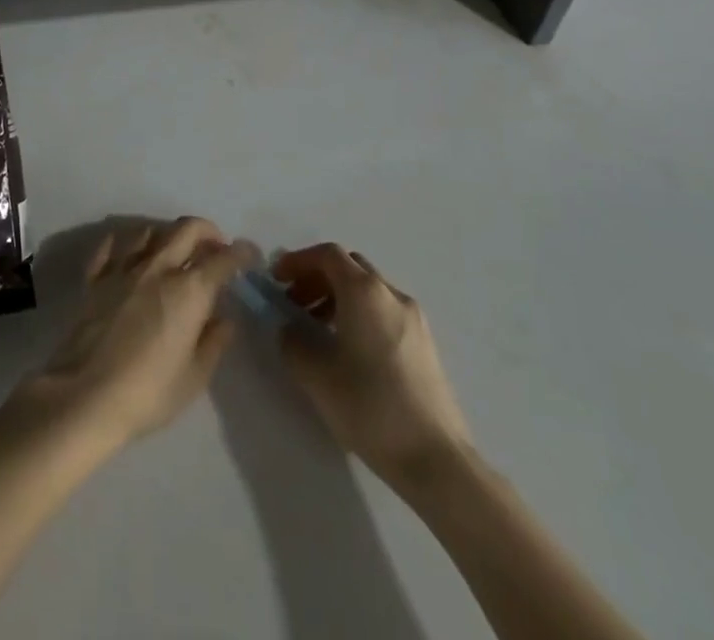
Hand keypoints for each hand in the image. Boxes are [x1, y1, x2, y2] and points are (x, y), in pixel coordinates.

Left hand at [15, 216, 247, 451]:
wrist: (85, 395)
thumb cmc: (148, 393)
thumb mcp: (194, 377)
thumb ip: (213, 342)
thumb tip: (225, 318)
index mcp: (189, 291)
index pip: (223, 259)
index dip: (241, 252)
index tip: (250, 254)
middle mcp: (158, 268)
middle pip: (186, 229)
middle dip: (207, 231)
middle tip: (215, 246)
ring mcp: (123, 268)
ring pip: (148, 230)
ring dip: (166, 235)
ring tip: (172, 250)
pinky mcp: (95, 278)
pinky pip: (110, 247)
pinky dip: (122, 243)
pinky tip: (126, 252)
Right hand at [273, 244, 471, 487]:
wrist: (436, 459)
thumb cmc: (369, 407)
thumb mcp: (316, 375)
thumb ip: (293, 341)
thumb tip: (290, 328)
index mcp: (364, 291)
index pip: (327, 254)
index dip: (298, 260)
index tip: (277, 280)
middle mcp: (391, 294)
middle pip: (349, 267)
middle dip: (317, 278)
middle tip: (294, 304)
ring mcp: (414, 319)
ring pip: (367, 290)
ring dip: (337, 298)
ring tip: (317, 330)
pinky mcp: (425, 344)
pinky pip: (383, 311)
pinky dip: (359, 315)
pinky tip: (348, 351)